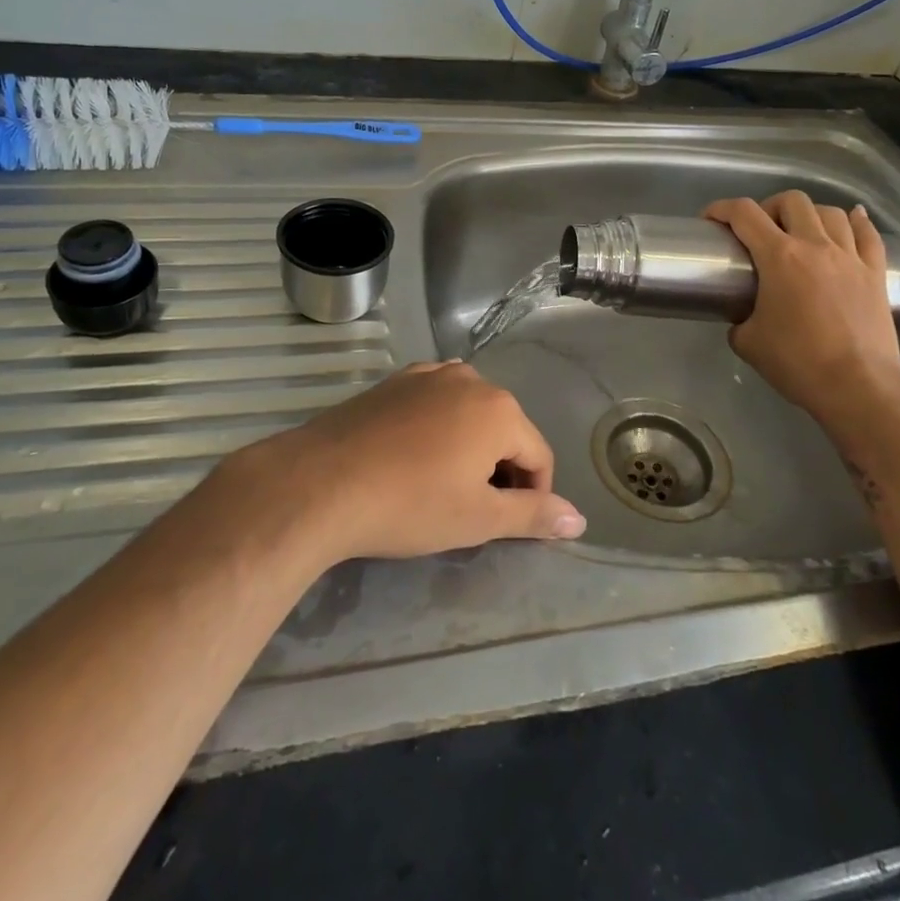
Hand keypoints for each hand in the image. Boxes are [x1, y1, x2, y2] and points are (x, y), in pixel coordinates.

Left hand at [242, 361, 585, 562]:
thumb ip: (533, 514)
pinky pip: (434, 403)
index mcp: (500, 409)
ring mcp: (429, 374)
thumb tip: (579, 518)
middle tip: (471, 510)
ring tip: (440, 486)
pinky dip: (437, 429)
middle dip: (500, 470)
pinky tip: (411, 458)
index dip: (533, 496)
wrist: (321, 482)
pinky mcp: (395, 381)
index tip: (506, 527)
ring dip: (469, 448)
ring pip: (469, 415)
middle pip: (506, 430)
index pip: (539, 456)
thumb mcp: (478, 519)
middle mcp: (471, 379)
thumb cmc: (410, 504)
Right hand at [704, 191, 899, 430]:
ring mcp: (850, 257)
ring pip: (830, 212)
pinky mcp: (876, 273)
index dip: (722, 209)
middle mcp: (816, 246)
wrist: (858, 387)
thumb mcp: (748, 343)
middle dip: (769, 207)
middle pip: (792, 201)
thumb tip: (743, 318)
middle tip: (760, 230)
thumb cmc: (798, 363)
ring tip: (801, 230)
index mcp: (779, 257)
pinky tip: (852, 219)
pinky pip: (868, 234)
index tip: (711, 220)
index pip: (745, 214)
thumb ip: (739, 321)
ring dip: (810, 214)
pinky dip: (857, 222)